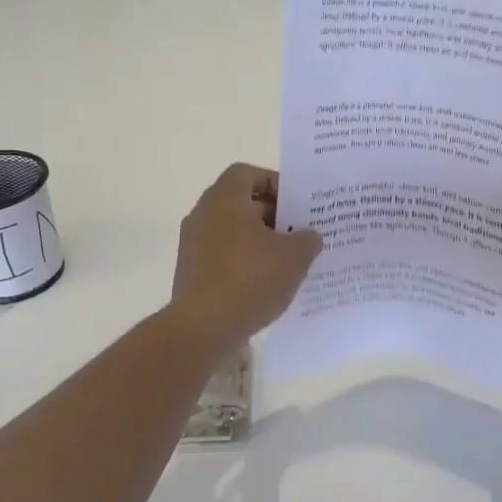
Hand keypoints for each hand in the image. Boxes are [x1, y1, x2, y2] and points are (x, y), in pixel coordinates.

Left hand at [171, 163, 321, 353]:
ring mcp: (193, 245)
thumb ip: (307, 240)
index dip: (274, 183)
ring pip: (232, 232)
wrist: (203, 327)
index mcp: (224, 199)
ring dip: (259, 241)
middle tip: (299, 233)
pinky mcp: (191, 272)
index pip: (247, 173)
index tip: (296, 204)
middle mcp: (203, 215)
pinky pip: (223, 256)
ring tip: (287, 261)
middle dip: (272, 215)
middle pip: (240, 203)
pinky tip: (266, 283)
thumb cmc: (250, 279)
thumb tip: (310, 236)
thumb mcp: (294, 257)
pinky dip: (244, 262)